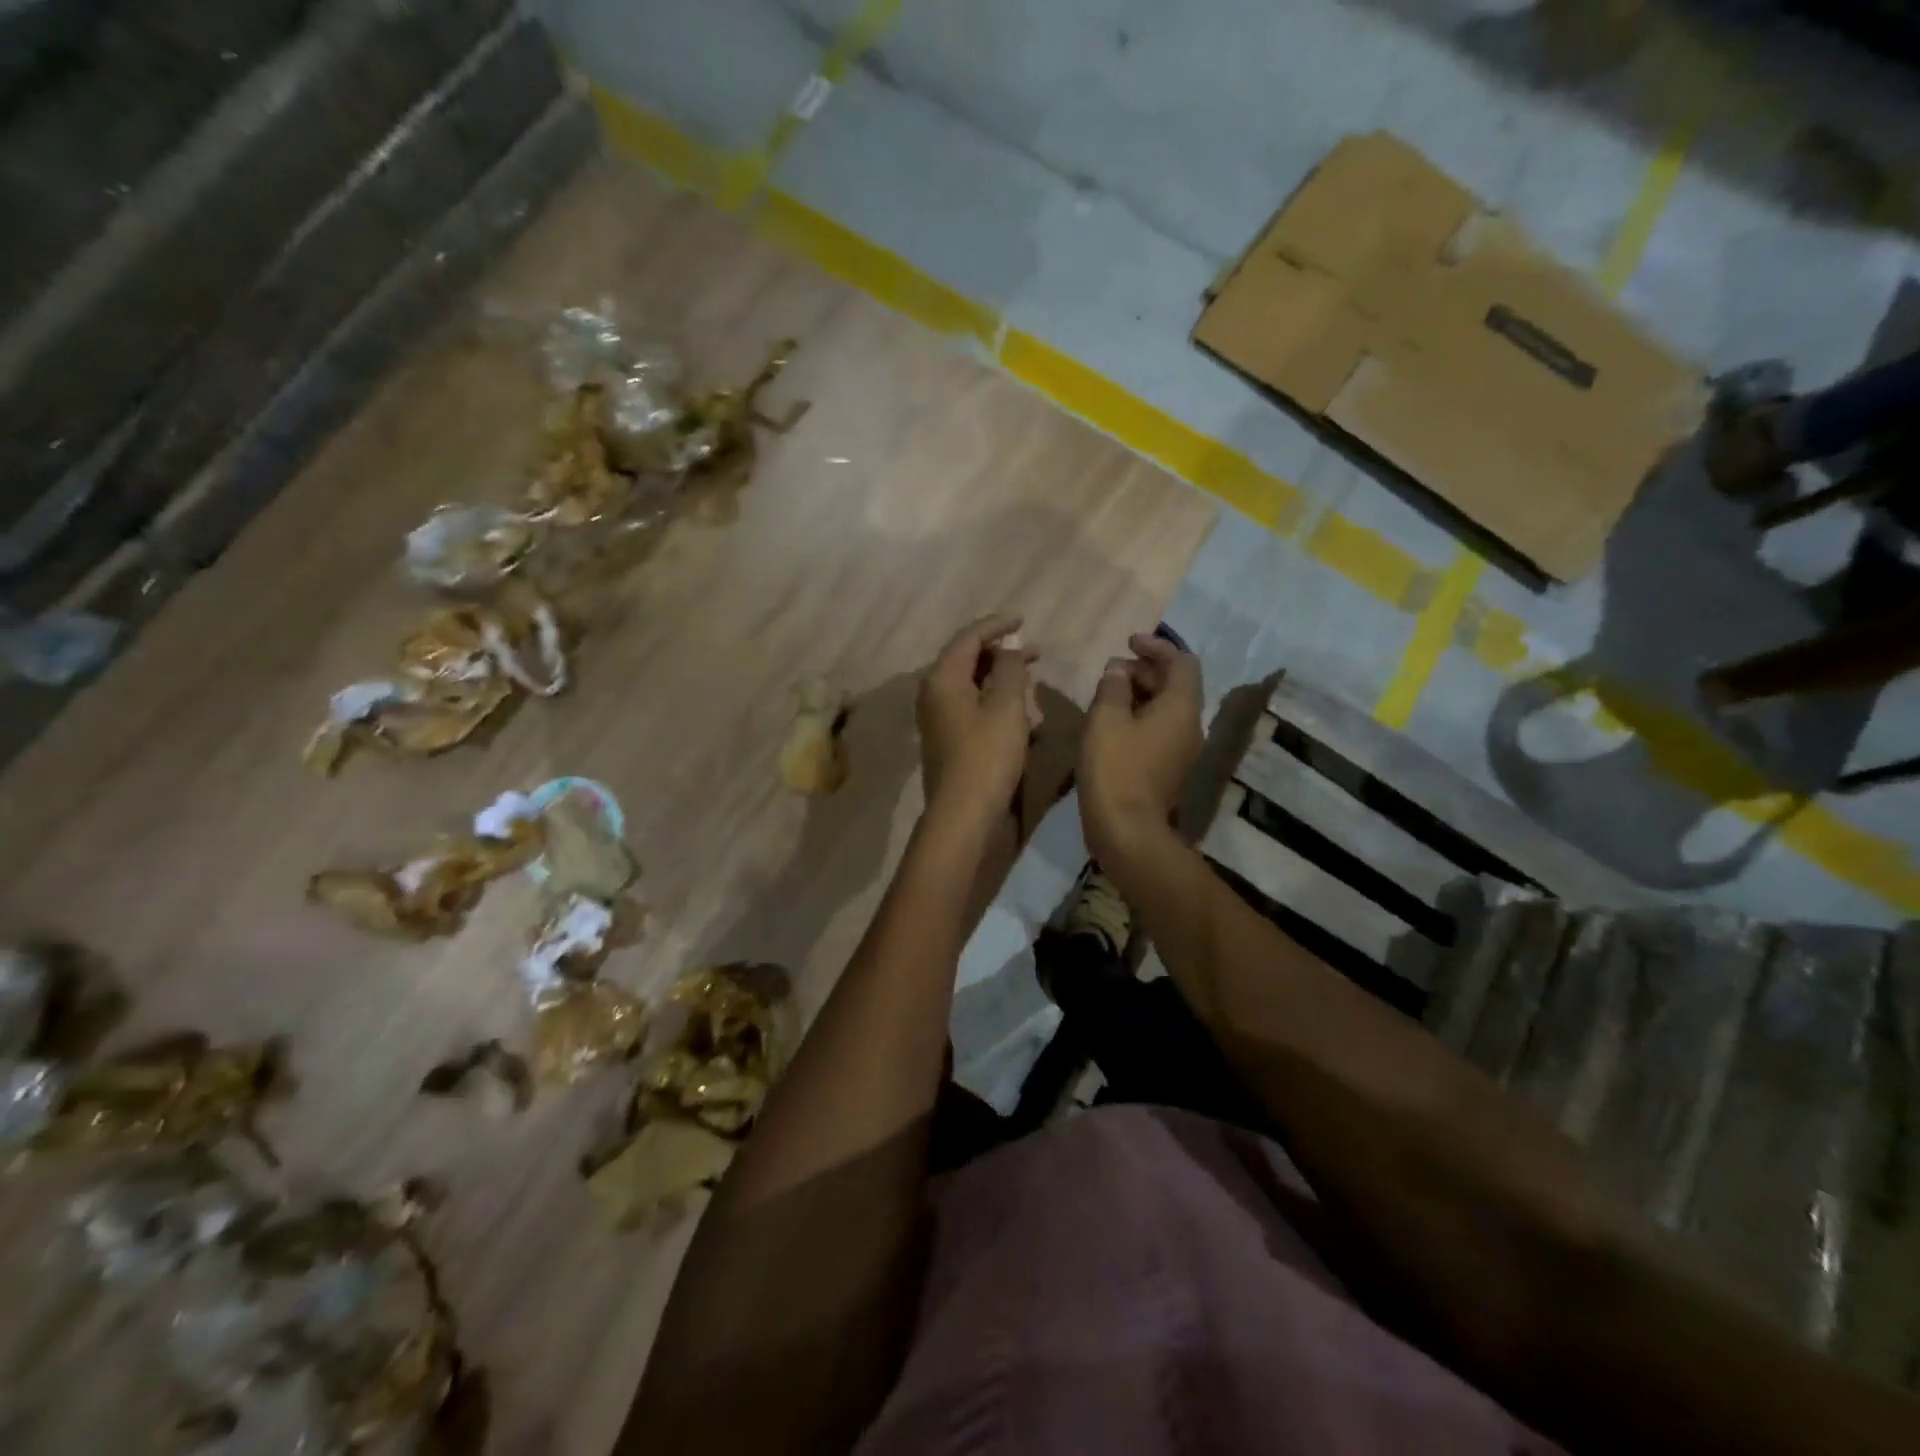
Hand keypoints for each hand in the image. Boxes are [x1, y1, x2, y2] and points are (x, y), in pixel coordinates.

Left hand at [916, 614, 1039, 829]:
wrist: (964, 815)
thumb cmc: (988, 755)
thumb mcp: (1007, 706)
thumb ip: (1010, 669)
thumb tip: (1008, 650)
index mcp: (942, 678)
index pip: (968, 637)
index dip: (997, 625)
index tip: (1024, 620)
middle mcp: (932, 694)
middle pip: (966, 660)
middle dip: (1000, 653)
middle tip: (1035, 652)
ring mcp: (937, 719)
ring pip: (970, 685)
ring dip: (999, 678)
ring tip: (1030, 678)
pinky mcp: (947, 741)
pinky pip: (970, 708)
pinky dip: (993, 701)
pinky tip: (1018, 711)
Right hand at [1079, 633, 1201, 867]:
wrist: (1126, 829)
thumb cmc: (1115, 767)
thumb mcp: (1105, 718)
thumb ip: (1113, 686)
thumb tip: (1119, 670)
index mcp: (1181, 707)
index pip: (1182, 662)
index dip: (1157, 647)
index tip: (1128, 642)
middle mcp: (1191, 725)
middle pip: (1177, 685)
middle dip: (1146, 670)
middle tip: (1112, 670)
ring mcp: (1183, 751)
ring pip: (1168, 709)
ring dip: (1142, 694)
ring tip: (1109, 694)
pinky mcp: (1170, 770)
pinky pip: (1161, 731)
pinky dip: (1141, 717)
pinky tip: (1113, 724)